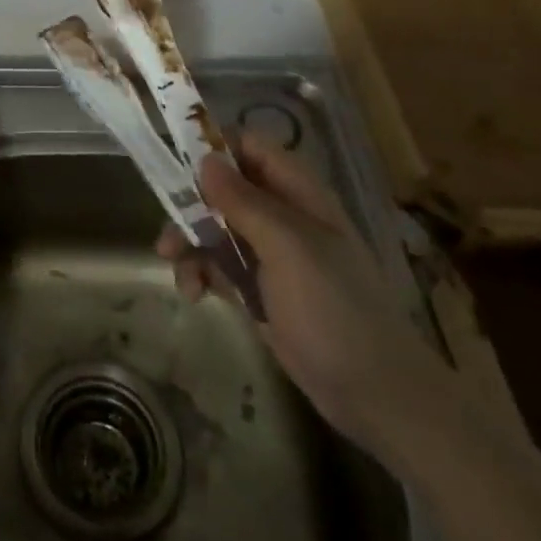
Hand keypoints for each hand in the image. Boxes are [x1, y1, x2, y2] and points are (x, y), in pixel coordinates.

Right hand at [156, 133, 454, 461]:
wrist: (373, 393)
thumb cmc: (334, 309)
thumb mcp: (288, 248)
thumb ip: (245, 202)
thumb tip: (205, 159)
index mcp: (298, 194)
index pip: (251, 147)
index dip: (215, 150)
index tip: (177, 168)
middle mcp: (283, 215)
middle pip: (224, 189)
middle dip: (191, 208)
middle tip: (168, 235)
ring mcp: (271, 254)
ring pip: (216, 228)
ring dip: (191, 245)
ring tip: (178, 273)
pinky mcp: (260, 289)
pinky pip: (220, 265)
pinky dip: (202, 273)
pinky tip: (194, 294)